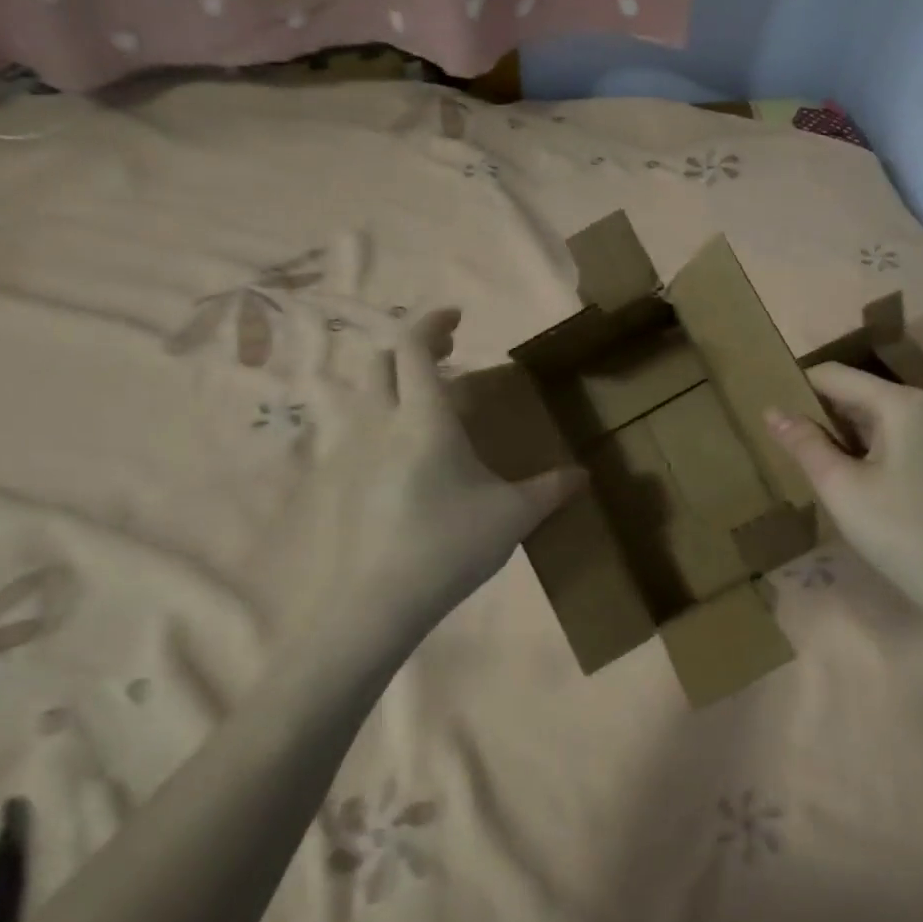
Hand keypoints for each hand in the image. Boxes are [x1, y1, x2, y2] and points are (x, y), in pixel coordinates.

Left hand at [259, 306, 583, 654]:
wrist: (374, 604)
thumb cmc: (448, 546)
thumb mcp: (512, 516)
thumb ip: (551, 490)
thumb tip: (583, 476)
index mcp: (423, 418)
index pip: (416, 347)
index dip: (433, 322)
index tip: (457, 317)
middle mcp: (380, 423)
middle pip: (383, 363)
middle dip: (414, 349)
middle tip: (448, 356)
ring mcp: (352, 453)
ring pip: (367, 397)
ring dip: (396, 387)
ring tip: (432, 408)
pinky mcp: (339, 484)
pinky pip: (360, 434)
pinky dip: (384, 424)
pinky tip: (408, 460)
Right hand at [765, 363, 922, 629]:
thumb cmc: (899, 532)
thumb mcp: (840, 487)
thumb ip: (804, 444)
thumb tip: (771, 411)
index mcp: (901, 403)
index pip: (835, 376)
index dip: (797, 389)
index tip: (769, 413)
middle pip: (857, 393)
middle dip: (819, 414)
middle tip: (783, 442)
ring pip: (876, 418)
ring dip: (840, 434)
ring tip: (808, 460)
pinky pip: (895, 438)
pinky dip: (865, 449)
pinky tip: (848, 477)